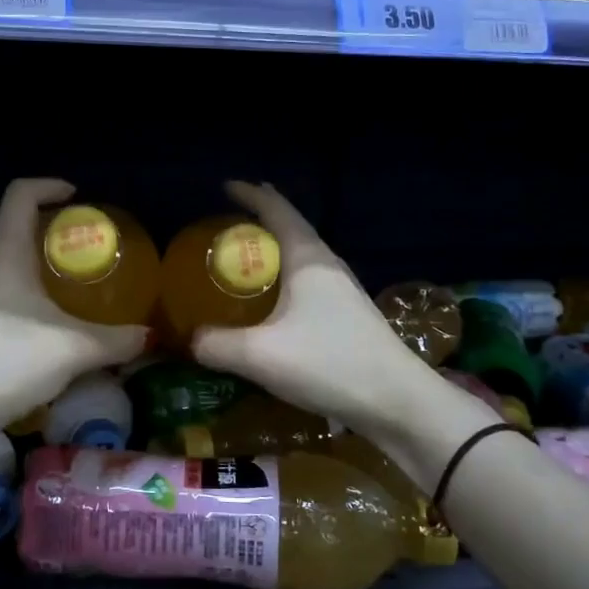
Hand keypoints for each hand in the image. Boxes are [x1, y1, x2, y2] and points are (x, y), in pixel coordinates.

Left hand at [0, 178, 148, 429]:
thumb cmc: (8, 358)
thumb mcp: (74, 348)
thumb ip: (116, 340)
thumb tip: (149, 336)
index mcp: (6, 251)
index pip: (21, 194)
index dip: (48, 186)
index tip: (76, 196)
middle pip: (14, 227)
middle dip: (49, 230)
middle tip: (83, 246)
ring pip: (6, 263)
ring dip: (35, 265)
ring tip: (70, 285)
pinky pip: (0, 293)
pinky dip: (25, 295)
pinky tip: (47, 325)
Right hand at [192, 181, 442, 438]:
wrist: (397, 402)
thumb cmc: (328, 363)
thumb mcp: (260, 355)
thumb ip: (217, 345)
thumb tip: (190, 340)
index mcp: (308, 259)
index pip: (277, 211)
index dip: (251, 195)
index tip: (227, 186)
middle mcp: (328, 266)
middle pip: (292, 228)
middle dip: (263, 218)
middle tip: (232, 219)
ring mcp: (343, 291)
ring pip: (303, 256)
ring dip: (276, 249)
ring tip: (250, 254)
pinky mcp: (348, 316)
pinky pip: (309, 281)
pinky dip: (285, 277)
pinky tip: (276, 299)